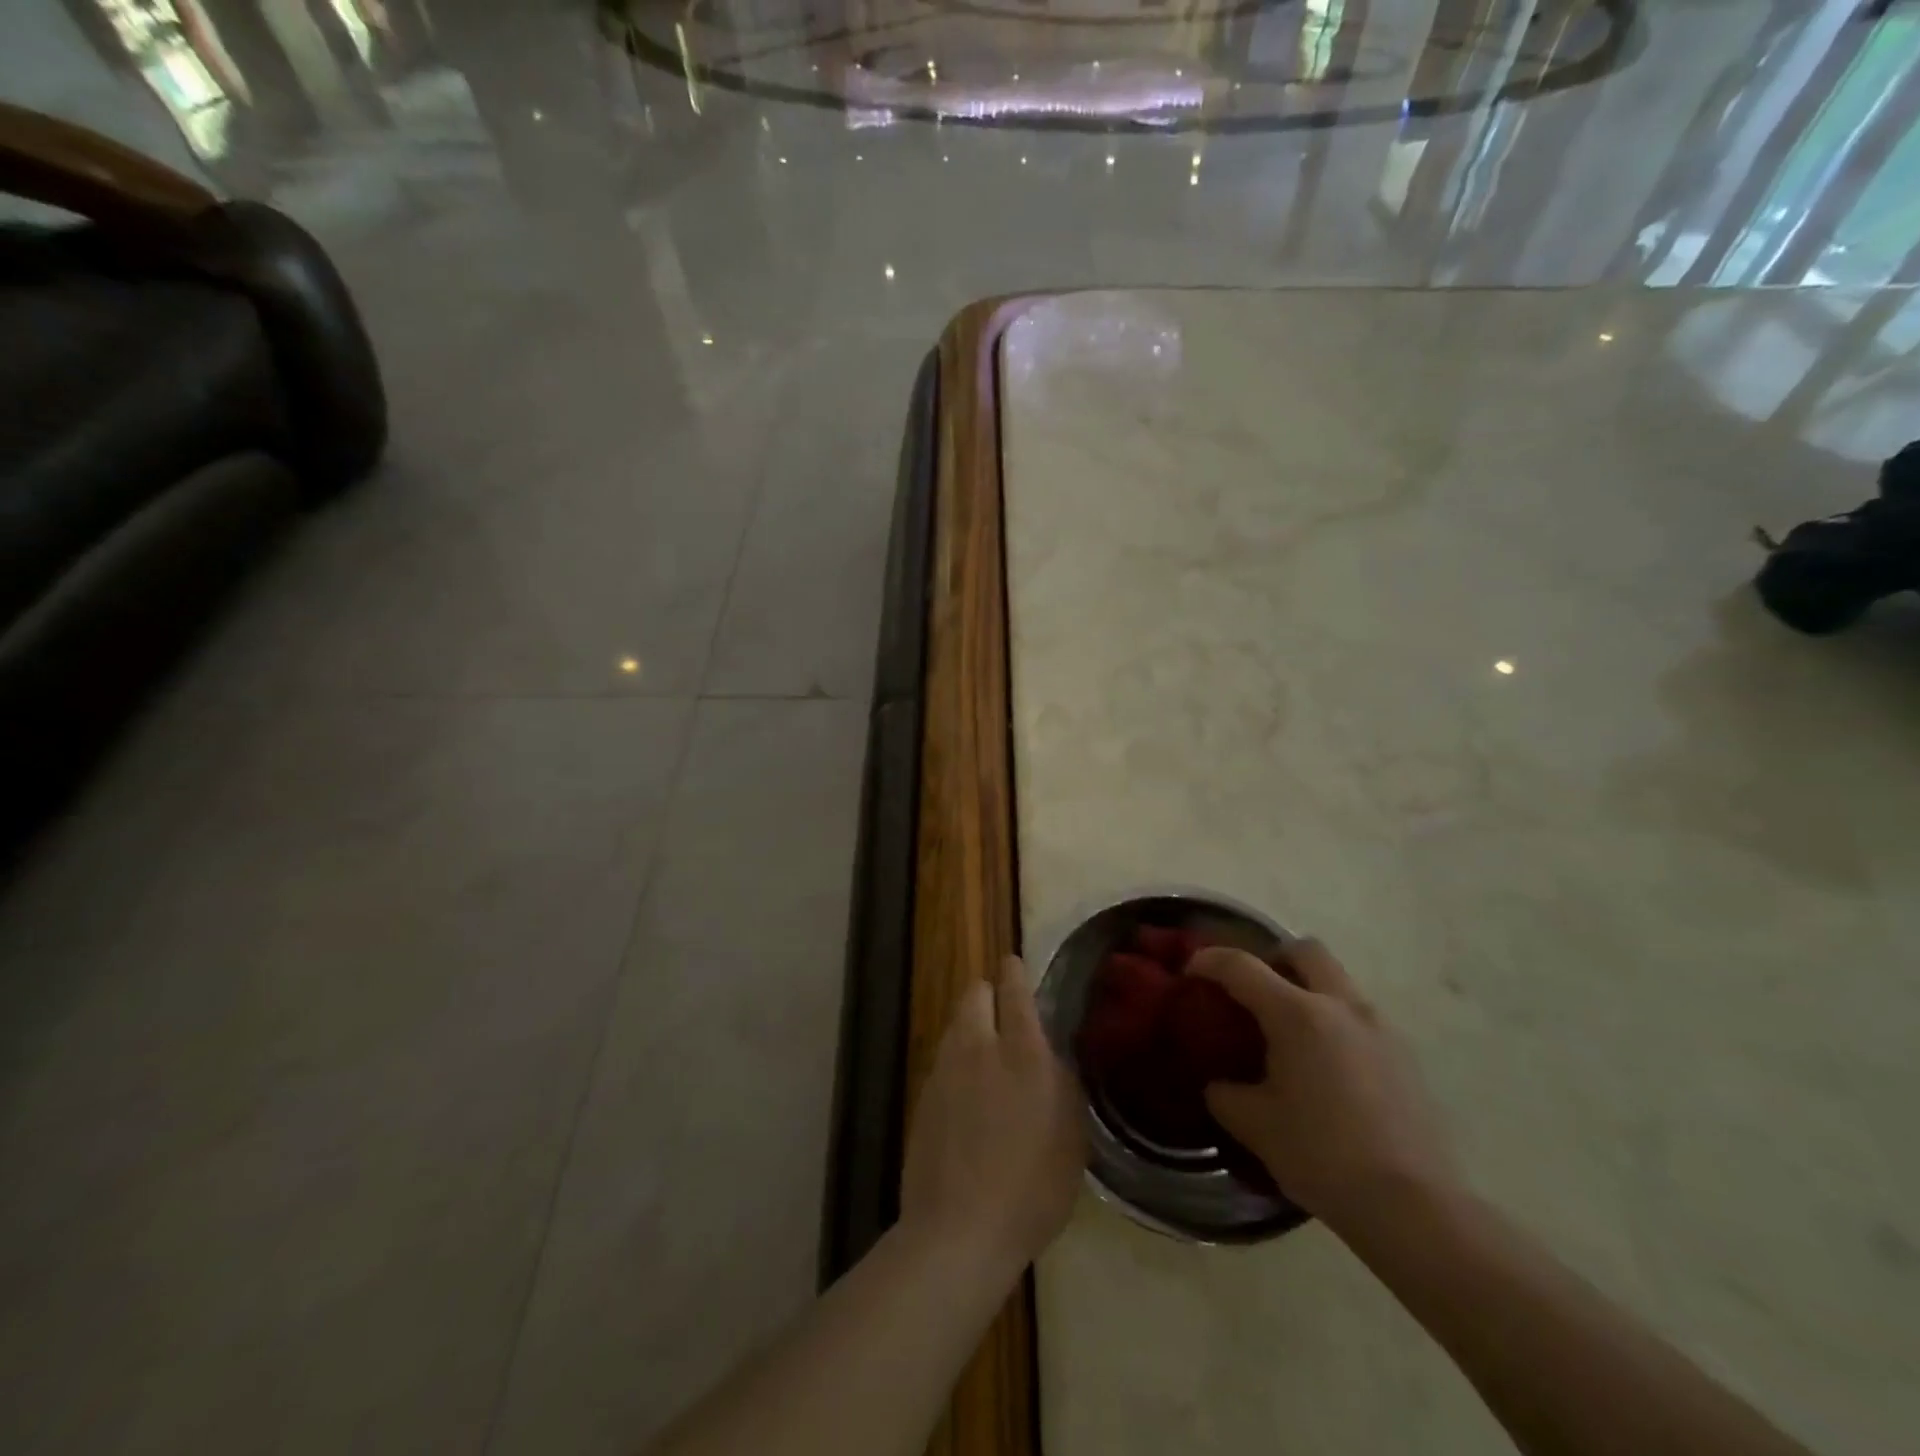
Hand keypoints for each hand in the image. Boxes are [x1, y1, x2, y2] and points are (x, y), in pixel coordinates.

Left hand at [899, 956, 1086, 1277]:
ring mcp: (945, 1069)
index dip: (1014, 972)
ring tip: (987, 1054)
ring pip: (956, 1024)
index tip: (1014, 964)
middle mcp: (980, 1048)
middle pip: (975, 994)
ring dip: (971, 1026)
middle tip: (1004, 1013)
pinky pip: (943, 1057)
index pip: (1015, 991)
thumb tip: (1050, 1053)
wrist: (959, 1230)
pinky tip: (967, 1092)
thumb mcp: (1072, 1135)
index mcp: (1023, 1053)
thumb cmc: (1032, 1187)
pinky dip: (956, 1059)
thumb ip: (1062, 1081)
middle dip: (988, 993)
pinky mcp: (923, 1094)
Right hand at [1187, 940, 1455, 1234]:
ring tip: (1289, 1034)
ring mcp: (1380, 1029)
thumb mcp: (1254, 1125)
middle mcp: (1341, 1006)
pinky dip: (1335, 1023)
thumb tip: (1219, 1084)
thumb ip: (1225, 1093)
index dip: (1209, 961)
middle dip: (1274, 958)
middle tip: (1254, 991)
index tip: (1189, 972)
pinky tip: (1325, 1068)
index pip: (1241, 966)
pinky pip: (1360, 1018)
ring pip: (1338, 982)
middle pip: (1305, 950)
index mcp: (1297, 1014)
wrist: (1414, 1208)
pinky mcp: (1405, 1057)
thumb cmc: (1322, 1155)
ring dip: (1309, 990)